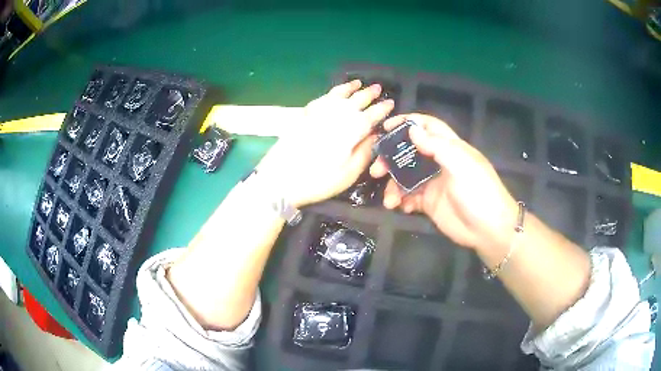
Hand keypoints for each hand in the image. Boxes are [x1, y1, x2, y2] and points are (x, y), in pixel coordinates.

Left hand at [258, 80, 393, 206]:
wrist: (280, 179)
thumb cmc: (318, 180)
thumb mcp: (348, 173)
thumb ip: (365, 152)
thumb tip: (375, 135)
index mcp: (351, 130)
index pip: (371, 115)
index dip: (382, 109)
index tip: (390, 103)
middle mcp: (336, 115)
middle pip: (356, 100)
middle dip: (369, 93)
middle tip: (378, 88)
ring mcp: (319, 112)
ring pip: (338, 94)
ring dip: (350, 87)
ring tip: (358, 83)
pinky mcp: (304, 114)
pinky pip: (322, 97)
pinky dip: (331, 92)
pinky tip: (334, 93)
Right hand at [370, 114, 518, 250]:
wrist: (489, 229)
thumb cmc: (479, 192)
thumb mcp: (461, 165)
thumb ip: (437, 146)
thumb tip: (412, 129)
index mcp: (451, 147)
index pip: (428, 127)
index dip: (408, 123)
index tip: (386, 126)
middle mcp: (440, 162)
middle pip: (411, 153)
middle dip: (392, 159)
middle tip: (377, 169)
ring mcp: (434, 183)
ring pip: (407, 177)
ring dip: (394, 185)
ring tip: (389, 199)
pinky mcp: (430, 203)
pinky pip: (410, 197)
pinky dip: (402, 201)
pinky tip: (400, 207)